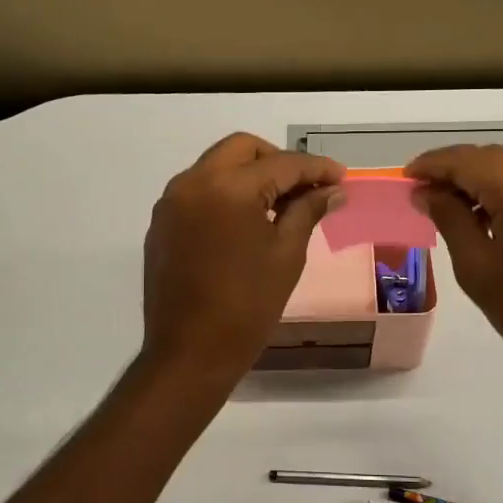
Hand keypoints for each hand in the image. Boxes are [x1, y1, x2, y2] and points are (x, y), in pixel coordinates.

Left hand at [141, 133, 342, 385]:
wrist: (190, 353)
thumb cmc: (247, 306)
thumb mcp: (286, 255)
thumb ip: (307, 211)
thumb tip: (332, 191)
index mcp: (228, 188)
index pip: (281, 163)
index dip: (316, 168)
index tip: (341, 178)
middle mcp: (193, 182)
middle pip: (242, 149)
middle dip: (278, 161)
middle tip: (307, 187)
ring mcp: (172, 202)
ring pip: (217, 166)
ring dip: (250, 175)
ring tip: (281, 205)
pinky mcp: (162, 223)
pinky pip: (199, 191)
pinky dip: (226, 193)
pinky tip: (247, 221)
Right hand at [406, 144, 502, 388]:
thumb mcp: (476, 266)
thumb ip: (449, 218)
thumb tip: (427, 192)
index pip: (467, 160)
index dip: (433, 165)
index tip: (406, 177)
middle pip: (491, 157)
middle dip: (454, 169)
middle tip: (422, 192)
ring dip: (479, 178)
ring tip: (448, 204)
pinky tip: (484, 213)